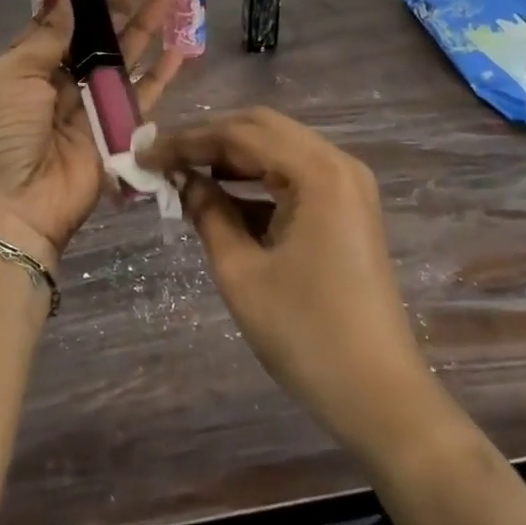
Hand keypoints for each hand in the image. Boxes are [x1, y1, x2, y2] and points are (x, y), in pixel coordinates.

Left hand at [0, 0, 185, 263]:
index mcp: (28, 66)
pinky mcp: (118, 133)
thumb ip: (47, 36)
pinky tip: (181, 49)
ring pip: (124, 60)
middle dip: (119, 3)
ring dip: (145, 29)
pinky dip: (163, 75)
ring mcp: (91, 108)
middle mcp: (61, 83)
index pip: (60, 21)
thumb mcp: (13, 74)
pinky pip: (144, 97)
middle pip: (96, 36)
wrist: (9, 207)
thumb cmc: (0, 132)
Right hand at [143, 109, 443, 461]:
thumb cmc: (306, 335)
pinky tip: (222, 196)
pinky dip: (256, 179)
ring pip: (277, 147)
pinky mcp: (347, 207)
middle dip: (208, 139)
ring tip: (184, 173)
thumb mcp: (241, 273)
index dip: (186, 141)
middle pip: (261, 128)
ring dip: (231, 156)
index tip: (144, 156)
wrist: (380, 395)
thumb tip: (181, 179)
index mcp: (317, 172)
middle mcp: (337, 163)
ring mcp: (347, 184)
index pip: (239, 134)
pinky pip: (294, 174)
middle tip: (163, 159)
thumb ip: (207, 213)